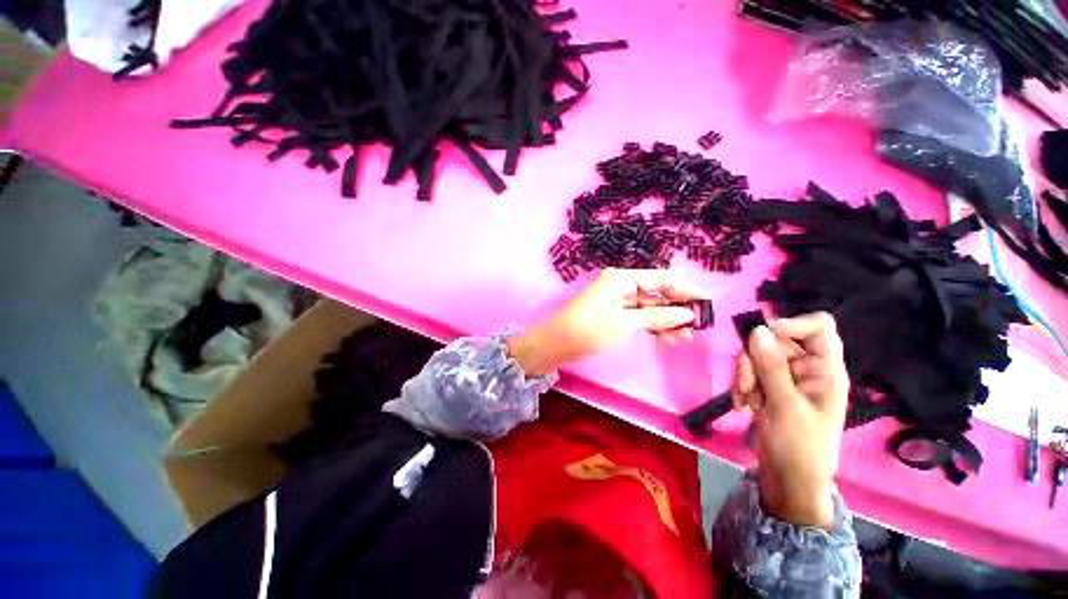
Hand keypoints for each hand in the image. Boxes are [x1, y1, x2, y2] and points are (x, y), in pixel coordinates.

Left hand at [507, 269, 709, 376]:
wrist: (555, 343)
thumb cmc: (587, 329)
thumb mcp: (624, 323)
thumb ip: (657, 317)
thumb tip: (686, 314)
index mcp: (622, 278)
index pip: (661, 278)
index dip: (686, 288)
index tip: (708, 302)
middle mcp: (621, 284)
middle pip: (657, 292)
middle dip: (677, 308)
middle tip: (699, 326)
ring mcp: (617, 300)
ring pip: (649, 307)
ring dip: (667, 321)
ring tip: (685, 338)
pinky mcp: (613, 314)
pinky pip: (638, 317)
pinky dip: (652, 326)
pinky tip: (667, 339)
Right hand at [731, 313, 848, 529]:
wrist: (788, 478)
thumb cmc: (799, 446)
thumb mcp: (785, 405)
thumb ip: (771, 366)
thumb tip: (758, 329)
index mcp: (825, 369)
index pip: (818, 327)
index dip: (792, 324)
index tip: (764, 336)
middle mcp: (806, 368)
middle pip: (776, 341)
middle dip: (754, 360)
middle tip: (747, 386)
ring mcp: (785, 377)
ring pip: (756, 355)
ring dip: (745, 375)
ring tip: (746, 400)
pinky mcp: (768, 386)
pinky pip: (749, 371)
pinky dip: (742, 385)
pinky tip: (743, 405)